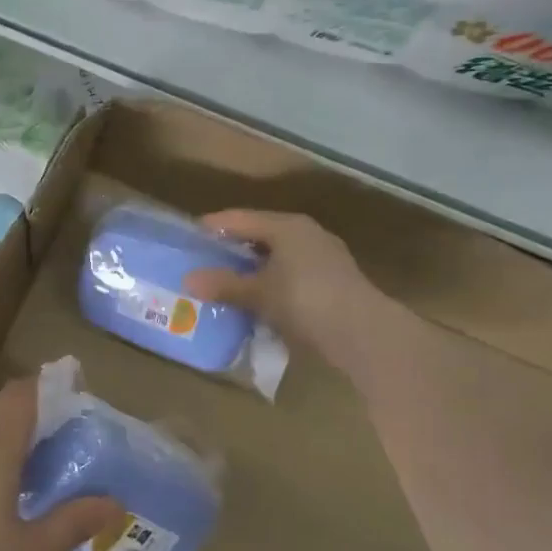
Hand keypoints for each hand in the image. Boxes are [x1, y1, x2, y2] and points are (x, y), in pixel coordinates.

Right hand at [181, 209, 390, 371]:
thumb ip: (224, 284)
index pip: (242, 218)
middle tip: (206, 259)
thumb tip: (188, 279)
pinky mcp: (333, 282)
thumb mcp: (259, 293)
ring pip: (279, 257)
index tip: (191, 234)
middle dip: (234, 248)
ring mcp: (324, 258)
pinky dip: (273, 283)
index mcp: (287, 227)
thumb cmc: (305, 300)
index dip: (215, 226)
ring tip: (229, 282)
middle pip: (262, 235)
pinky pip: (292, 275)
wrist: (363, 332)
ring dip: (254, 269)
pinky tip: (260, 300)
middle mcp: (307, 234)